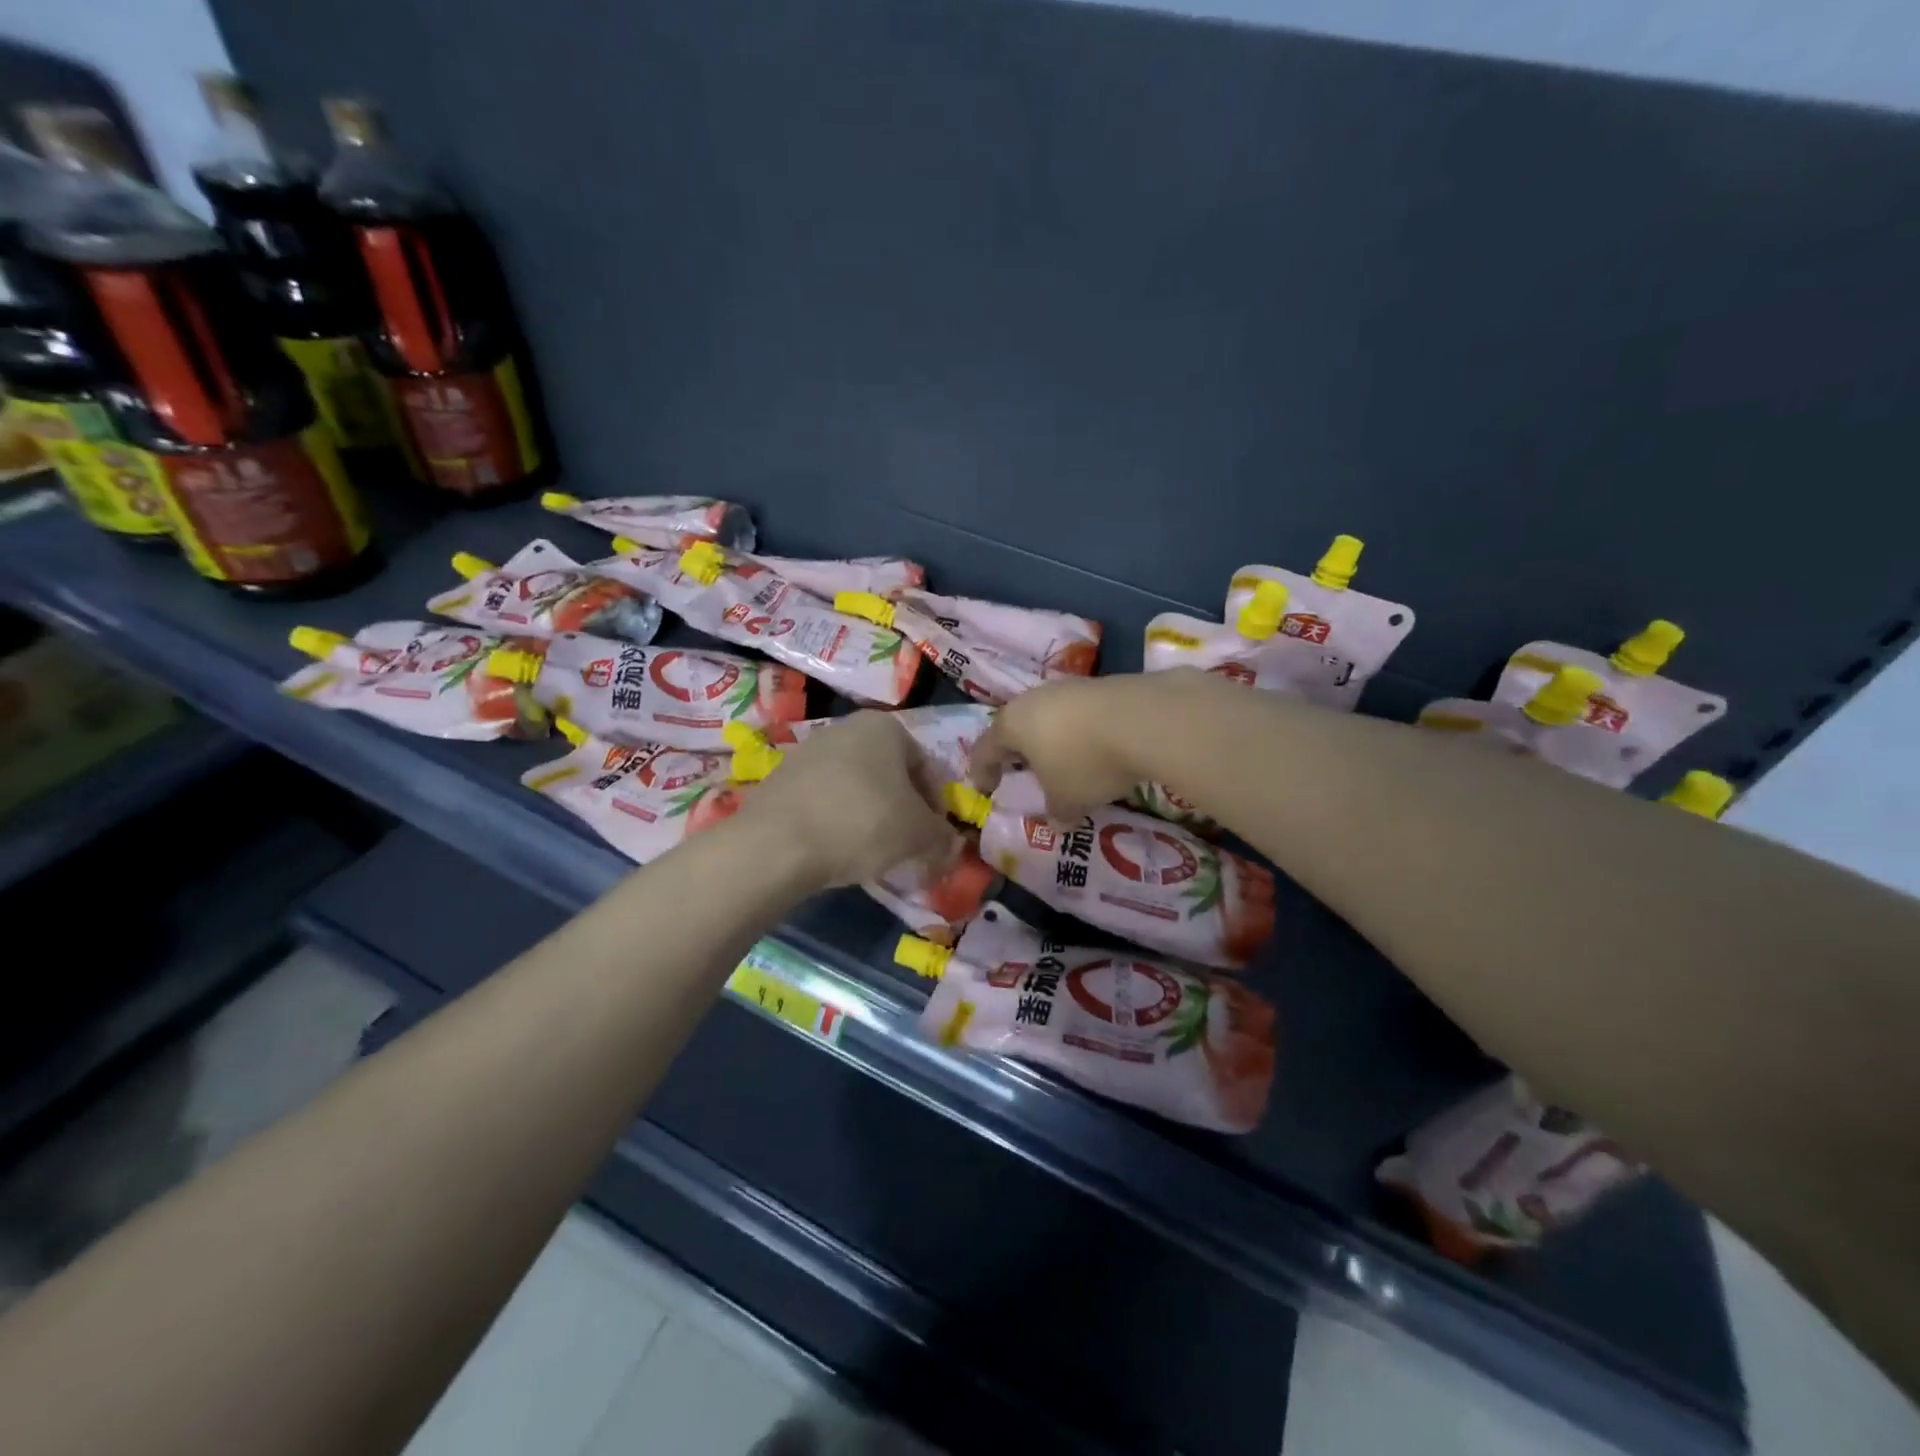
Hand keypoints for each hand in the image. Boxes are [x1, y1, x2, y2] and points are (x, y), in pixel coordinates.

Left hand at [740, 711, 959, 887]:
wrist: (777, 843)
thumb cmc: (863, 823)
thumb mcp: (919, 835)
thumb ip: (942, 838)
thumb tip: (951, 847)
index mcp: (885, 727)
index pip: (925, 766)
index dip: (936, 806)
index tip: (934, 838)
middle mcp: (845, 728)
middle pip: (888, 774)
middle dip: (901, 809)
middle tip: (907, 846)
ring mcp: (808, 751)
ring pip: (855, 787)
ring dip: (869, 816)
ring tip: (871, 853)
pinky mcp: (780, 779)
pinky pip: (823, 800)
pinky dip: (836, 821)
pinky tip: (836, 850)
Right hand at [972, 672, 1192, 818]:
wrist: (1145, 718)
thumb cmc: (1086, 762)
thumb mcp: (1068, 799)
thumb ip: (1057, 813)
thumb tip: (1057, 823)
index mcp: (1012, 725)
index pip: (984, 750)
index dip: (982, 772)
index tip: (986, 790)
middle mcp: (1033, 700)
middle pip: (1015, 726)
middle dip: (1017, 751)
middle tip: (1021, 770)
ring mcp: (1068, 688)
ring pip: (1048, 716)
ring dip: (1051, 739)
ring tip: (1063, 761)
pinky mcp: (1100, 684)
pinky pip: (1079, 713)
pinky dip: (1080, 731)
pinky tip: (1096, 747)